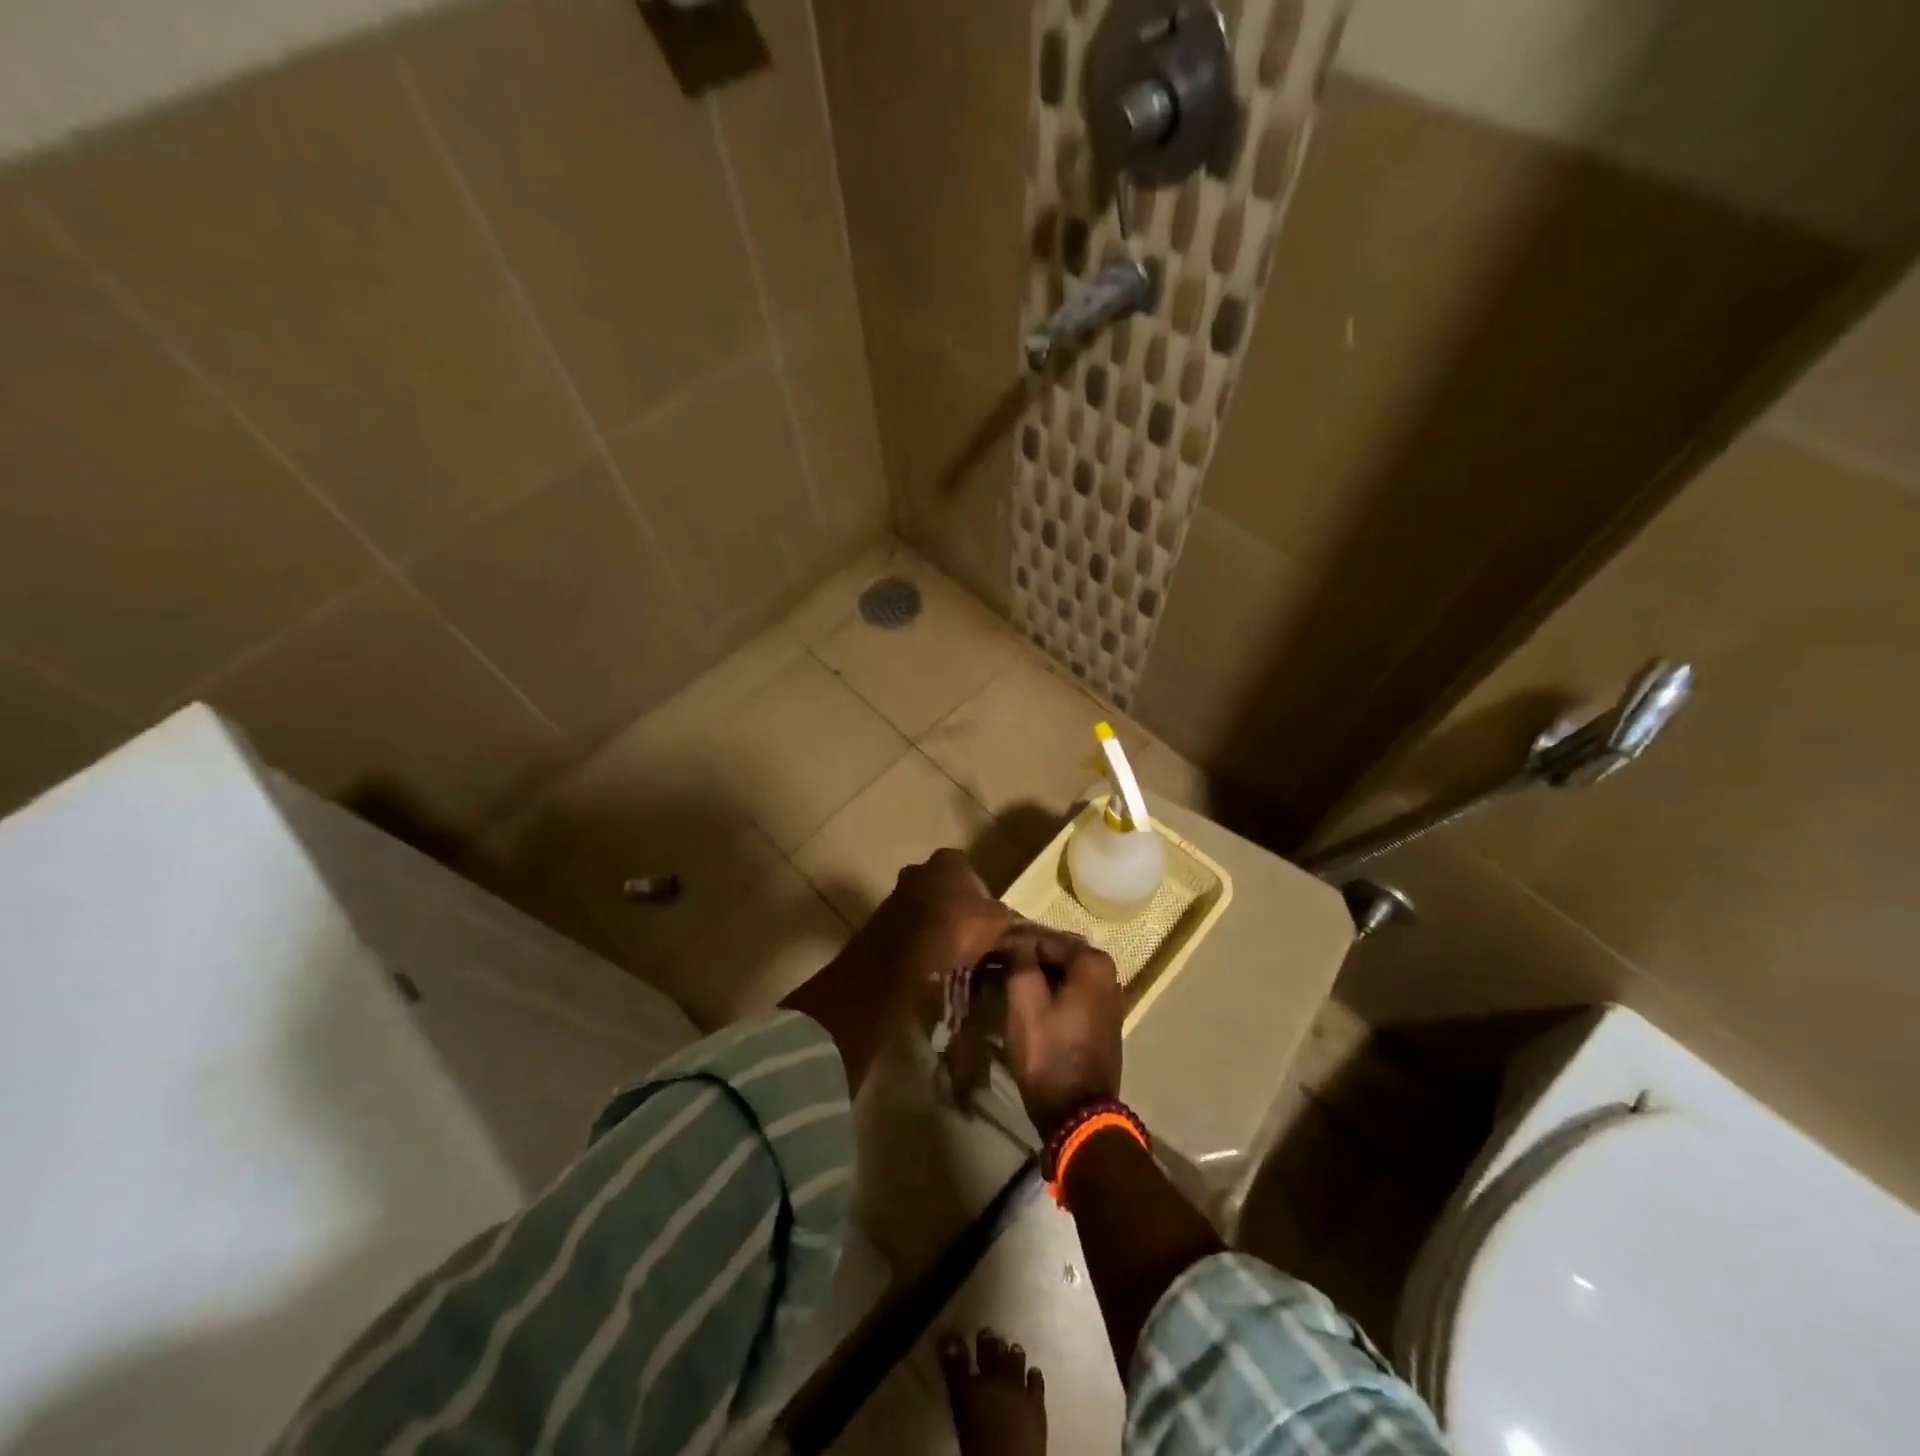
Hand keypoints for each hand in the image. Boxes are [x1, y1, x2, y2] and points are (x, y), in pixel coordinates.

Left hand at [841, 848, 1012, 1004]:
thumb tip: (1014, 923)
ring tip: (946, 950)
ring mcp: (895, 894)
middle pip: (940, 885)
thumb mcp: (996, 922)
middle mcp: (918, 869)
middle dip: (950, 904)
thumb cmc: (957, 926)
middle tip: (965, 932)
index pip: (966, 867)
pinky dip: (914, 940)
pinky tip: (926, 959)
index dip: (977, 890)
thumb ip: (1005, 917)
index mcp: (948, 861)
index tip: (983, 914)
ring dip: (931, 922)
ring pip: (920, 906)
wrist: (905, 956)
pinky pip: (905, 928)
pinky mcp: (879, 921)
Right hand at [999, 927, 1123, 1140]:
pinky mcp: (1102, 1021)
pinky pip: (1072, 993)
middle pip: (1057, 955)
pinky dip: (1050, 991)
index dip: (1014, 941)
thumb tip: (1015, 938)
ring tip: (1006, 978)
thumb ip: (1020, 959)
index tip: (989, 946)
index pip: (1044, 938)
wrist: (1077, 1113)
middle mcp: (1109, 975)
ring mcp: (1109, 999)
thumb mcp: (1025, 1002)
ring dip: (1037, 974)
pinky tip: (1027, 998)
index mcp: (1093, 963)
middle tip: (995, 962)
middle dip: (1027, 956)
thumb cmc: (1048, 1052)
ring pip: (1064, 975)